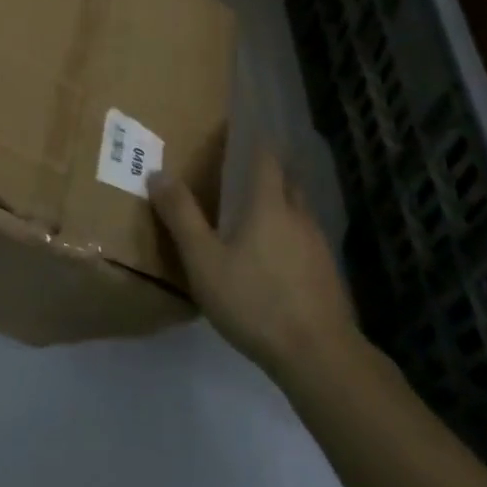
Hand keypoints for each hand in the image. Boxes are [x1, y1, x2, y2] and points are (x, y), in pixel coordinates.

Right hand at [152, 147, 356, 379]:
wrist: (318, 356)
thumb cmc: (255, 301)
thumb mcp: (204, 261)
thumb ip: (181, 217)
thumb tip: (158, 173)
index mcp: (269, 204)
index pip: (266, 157)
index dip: (254, 141)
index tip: (239, 131)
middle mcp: (299, 215)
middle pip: (287, 181)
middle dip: (268, 172)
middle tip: (242, 173)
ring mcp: (319, 245)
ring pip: (299, 211)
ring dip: (280, 205)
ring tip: (256, 215)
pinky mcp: (328, 274)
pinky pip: (306, 240)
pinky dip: (290, 237)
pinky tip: (275, 259)